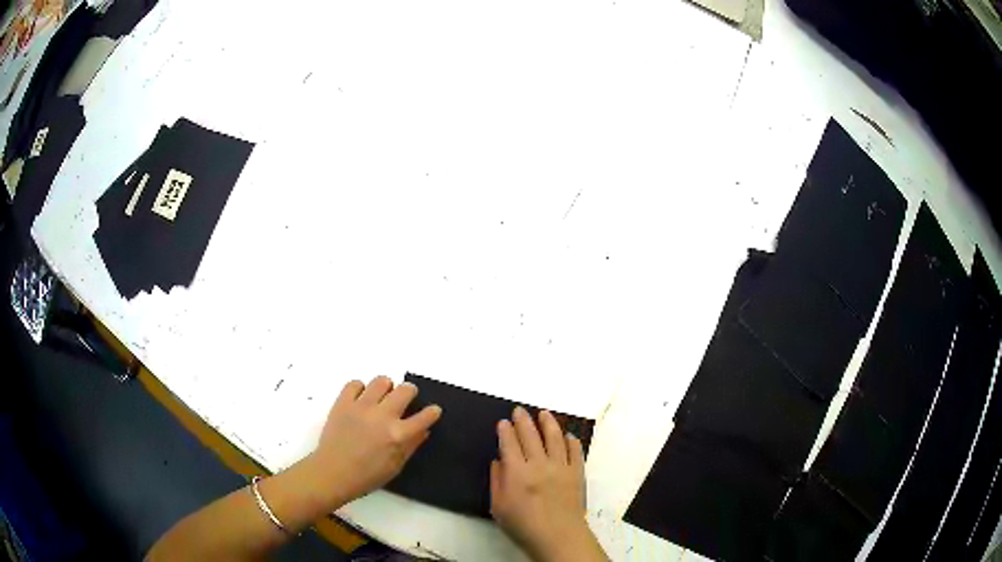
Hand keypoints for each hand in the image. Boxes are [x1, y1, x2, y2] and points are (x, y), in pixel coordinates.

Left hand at [308, 376, 441, 506]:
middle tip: (405, 400)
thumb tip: (423, 430)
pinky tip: (360, 400)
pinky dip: (360, 389)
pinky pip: (355, 383)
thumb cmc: (367, 476)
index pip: (424, 416)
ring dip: (386, 388)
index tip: (433, 411)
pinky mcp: (343, 402)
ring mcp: (361, 407)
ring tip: (382, 398)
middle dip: (410, 393)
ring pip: (381, 381)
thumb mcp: (396, 466)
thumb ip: (411, 446)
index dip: (432, 412)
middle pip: (405, 390)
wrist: (333, 473)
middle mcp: (383, 416)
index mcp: (398, 435)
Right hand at [491, 407, 606, 561]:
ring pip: (555, 438)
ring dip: (548, 423)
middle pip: (530, 436)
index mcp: (517, 472)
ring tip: (544, 413)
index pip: (509, 443)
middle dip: (523, 420)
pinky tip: (568, 436)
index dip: (505, 430)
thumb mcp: (498, 506)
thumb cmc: (523, 525)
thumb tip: (498, 460)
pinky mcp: (577, 473)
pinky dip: (571, 441)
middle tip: (519, 410)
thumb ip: (497, 481)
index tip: (503, 422)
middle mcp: (539, 464)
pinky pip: (575, 451)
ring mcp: (561, 467)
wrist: (558, 536)